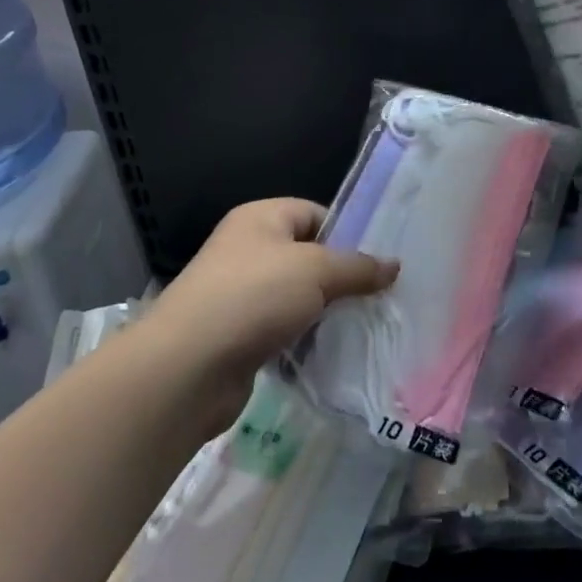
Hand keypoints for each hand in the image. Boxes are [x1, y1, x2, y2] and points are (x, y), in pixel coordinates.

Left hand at [145, 198, 397, 422]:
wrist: (188, 368)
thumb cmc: (253, 297)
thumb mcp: (315, 270)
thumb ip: (357, 267)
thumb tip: (394, 265)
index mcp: (261, 218)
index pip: (315, 213)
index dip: (349, 232)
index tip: (381, 259)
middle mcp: (249, 249)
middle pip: (309, 256)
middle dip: (343, 276)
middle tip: (382, 295)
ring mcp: (242, 294)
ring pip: (299, 296)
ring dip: (327, 311)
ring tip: (366, 325)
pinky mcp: (241, 336)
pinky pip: (285, 329)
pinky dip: (307, 339)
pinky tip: (335, 353)